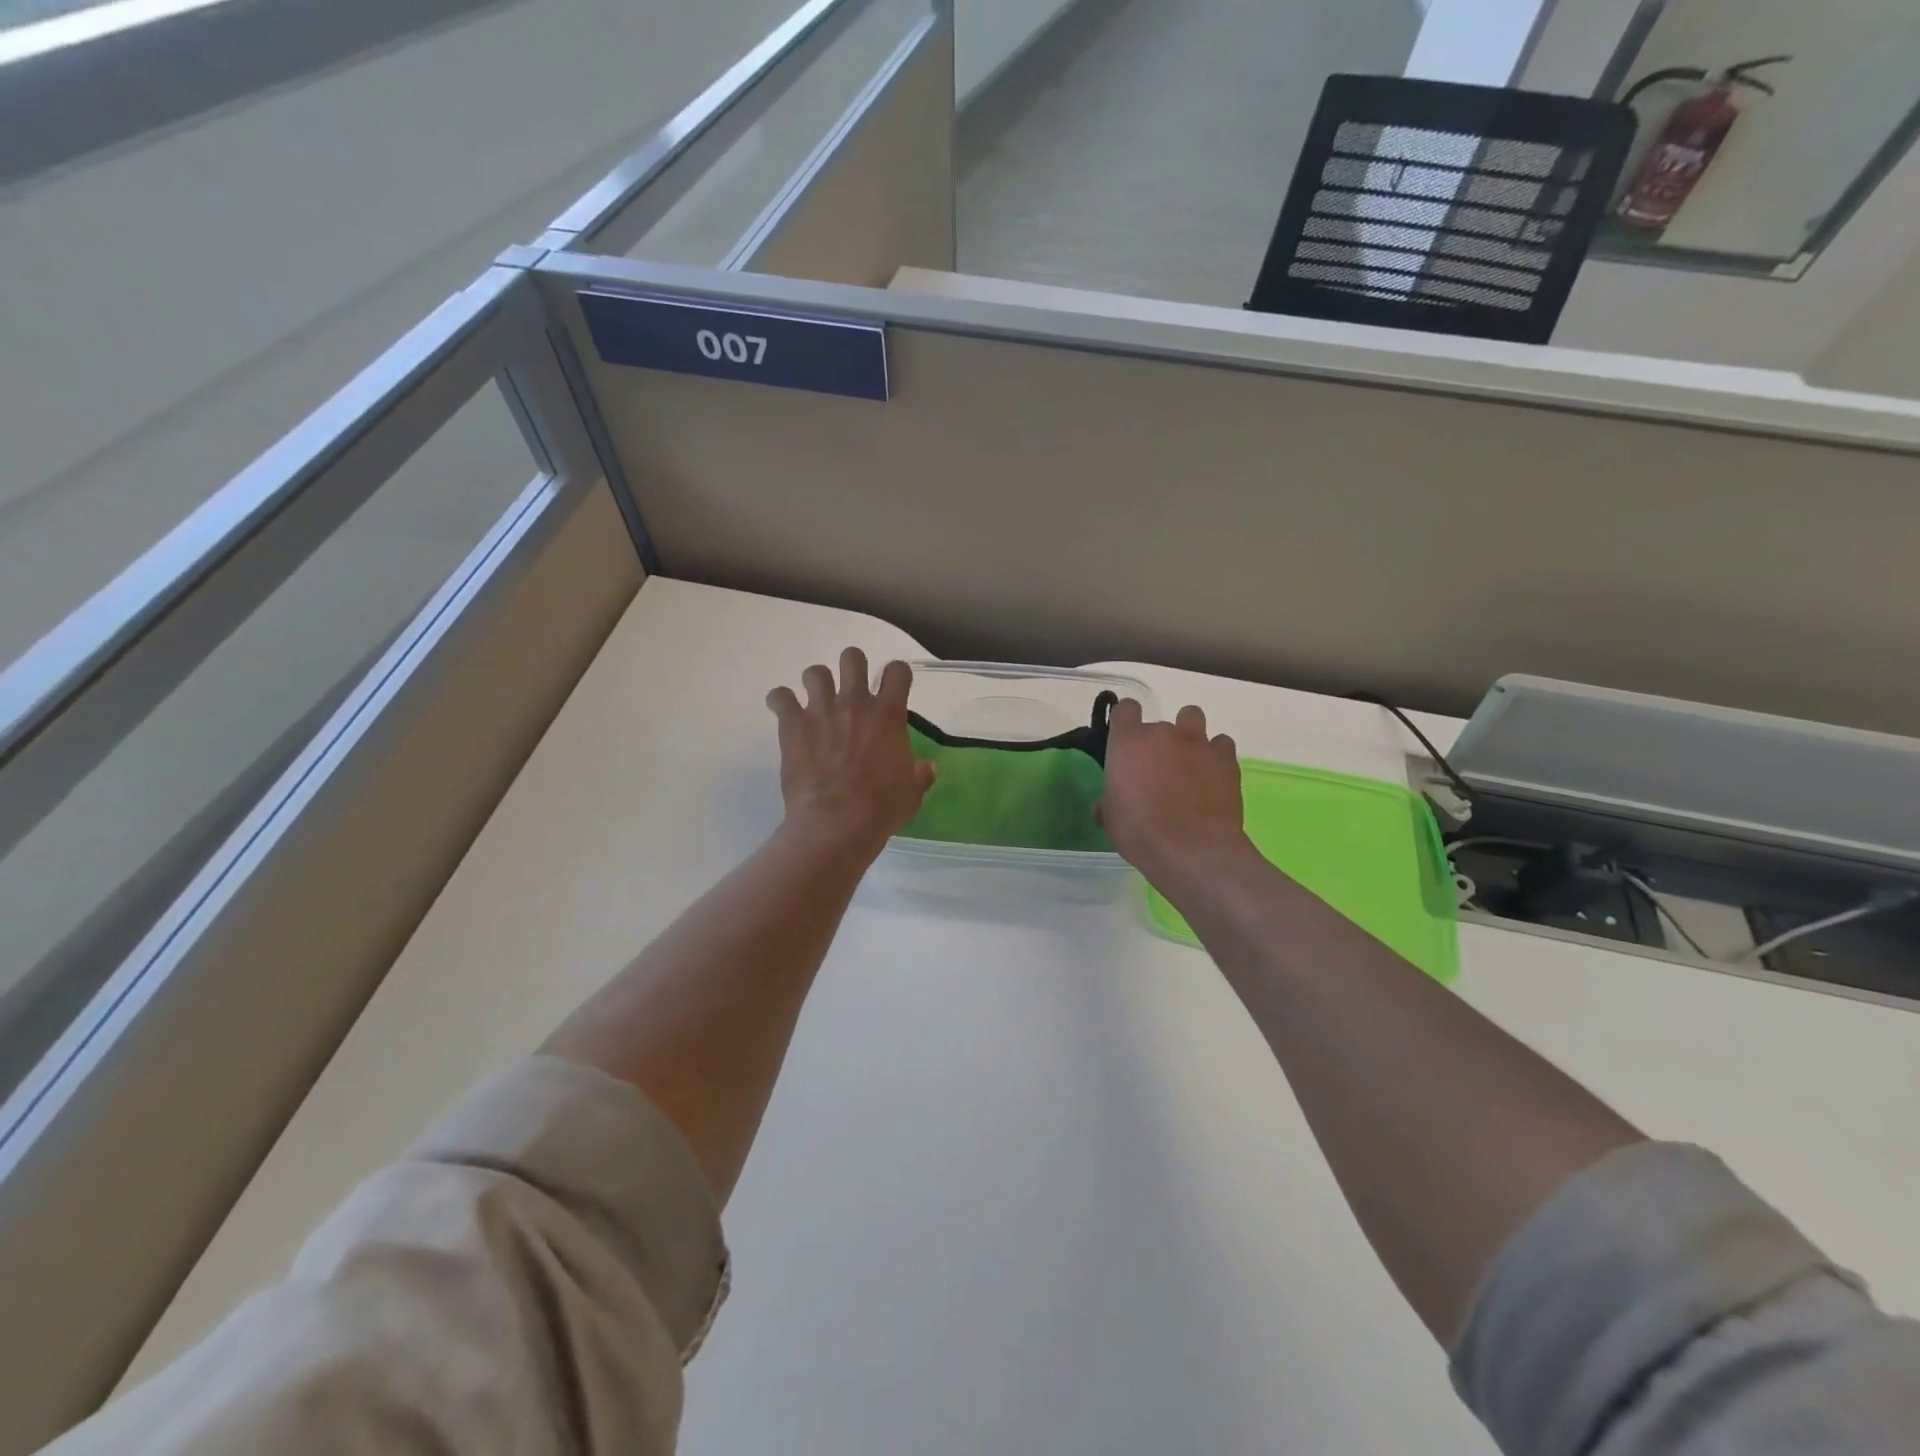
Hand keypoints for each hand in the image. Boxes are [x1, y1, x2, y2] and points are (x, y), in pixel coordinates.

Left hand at [766, 648, 935, 855]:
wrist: (837, 822)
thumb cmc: (881, 808)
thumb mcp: (911, 793)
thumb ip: (919, 774)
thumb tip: (927, 768)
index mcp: (888, 714)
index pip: (897, 671)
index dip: (896, 675)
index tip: (891, 688)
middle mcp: (855, 702)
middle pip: (852, 658)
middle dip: (852, 667)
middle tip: (850, 688)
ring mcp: (821, 710)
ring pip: (815, 672)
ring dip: (816, 683)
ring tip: (816, 701)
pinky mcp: (792, 725)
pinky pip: (779, 697)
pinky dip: (780, 701)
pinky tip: (783, 713)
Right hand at [1098, 700, 1251, 890]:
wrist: (1193, 850)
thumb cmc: (1141, 834)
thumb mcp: (1111, 820)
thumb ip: (1108, 801)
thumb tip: (1107, 802)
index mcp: (1128, 743)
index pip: (1125, 709)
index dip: (1126, 721)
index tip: (1126, 740)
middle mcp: (1162, 733)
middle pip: (1159, 723)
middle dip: (1158, 742)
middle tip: (1158, 770)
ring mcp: (1198, 743)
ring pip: (1192, 718)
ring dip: (1189, 735)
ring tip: (1188, 762)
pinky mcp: (1226, 758)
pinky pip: (1221, 743)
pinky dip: (1215, 755)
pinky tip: (1212, 775)